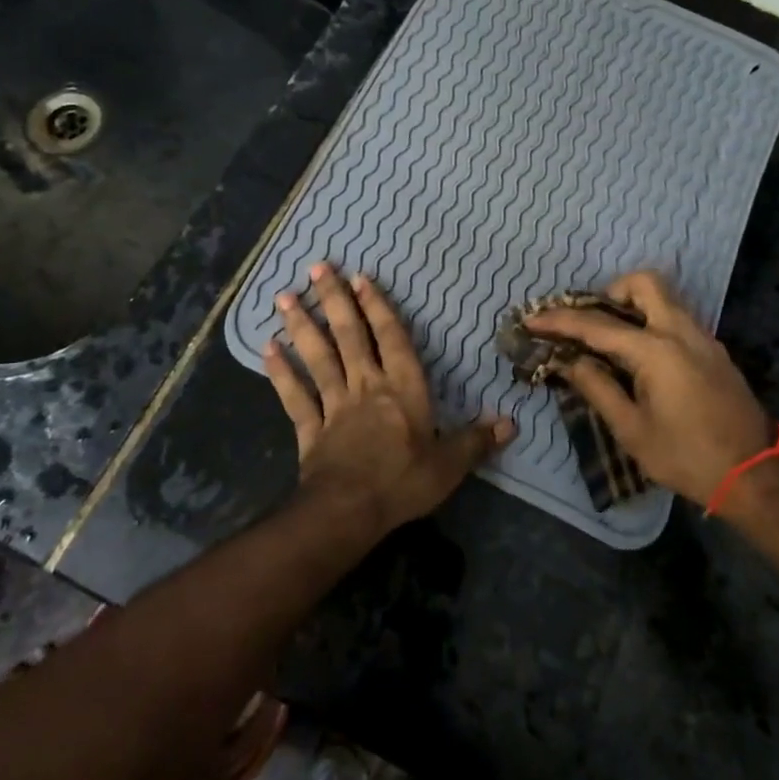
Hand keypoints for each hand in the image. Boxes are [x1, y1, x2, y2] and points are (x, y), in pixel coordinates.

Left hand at [264, 262, 513, 534]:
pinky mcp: (311, 429)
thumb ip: (477, 440)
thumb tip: (511, 423)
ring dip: (302, 326)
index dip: (377, 307)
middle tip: (317, 268)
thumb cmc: (403, 481)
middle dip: (334, 300)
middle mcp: (366, 386)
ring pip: (318, 357)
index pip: (391, 338)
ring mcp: (334, 405)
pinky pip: (294, 396)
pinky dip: (281, 373)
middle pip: (349, 336)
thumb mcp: (450, 464)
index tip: (360, 278)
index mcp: (402, 388)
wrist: (349, 511)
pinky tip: (267, 350)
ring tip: (284, 298)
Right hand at [525, 271, 771, 506]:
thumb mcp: (633, 430)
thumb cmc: (686, 457)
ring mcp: (703, 337)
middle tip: (591, 320)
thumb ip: (598, 388)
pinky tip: (640, 354)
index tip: (532, 319)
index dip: (560, 321)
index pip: (598, 325)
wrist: (753, 476)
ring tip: (610, 336)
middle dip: (610, 292)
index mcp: (657, 350)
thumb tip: (569, 362)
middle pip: (644, 284)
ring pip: (665, 297)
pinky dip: (652, 320)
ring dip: (633, 304)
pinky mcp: (714, 350)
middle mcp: (681, 331)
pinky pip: (677, 317)